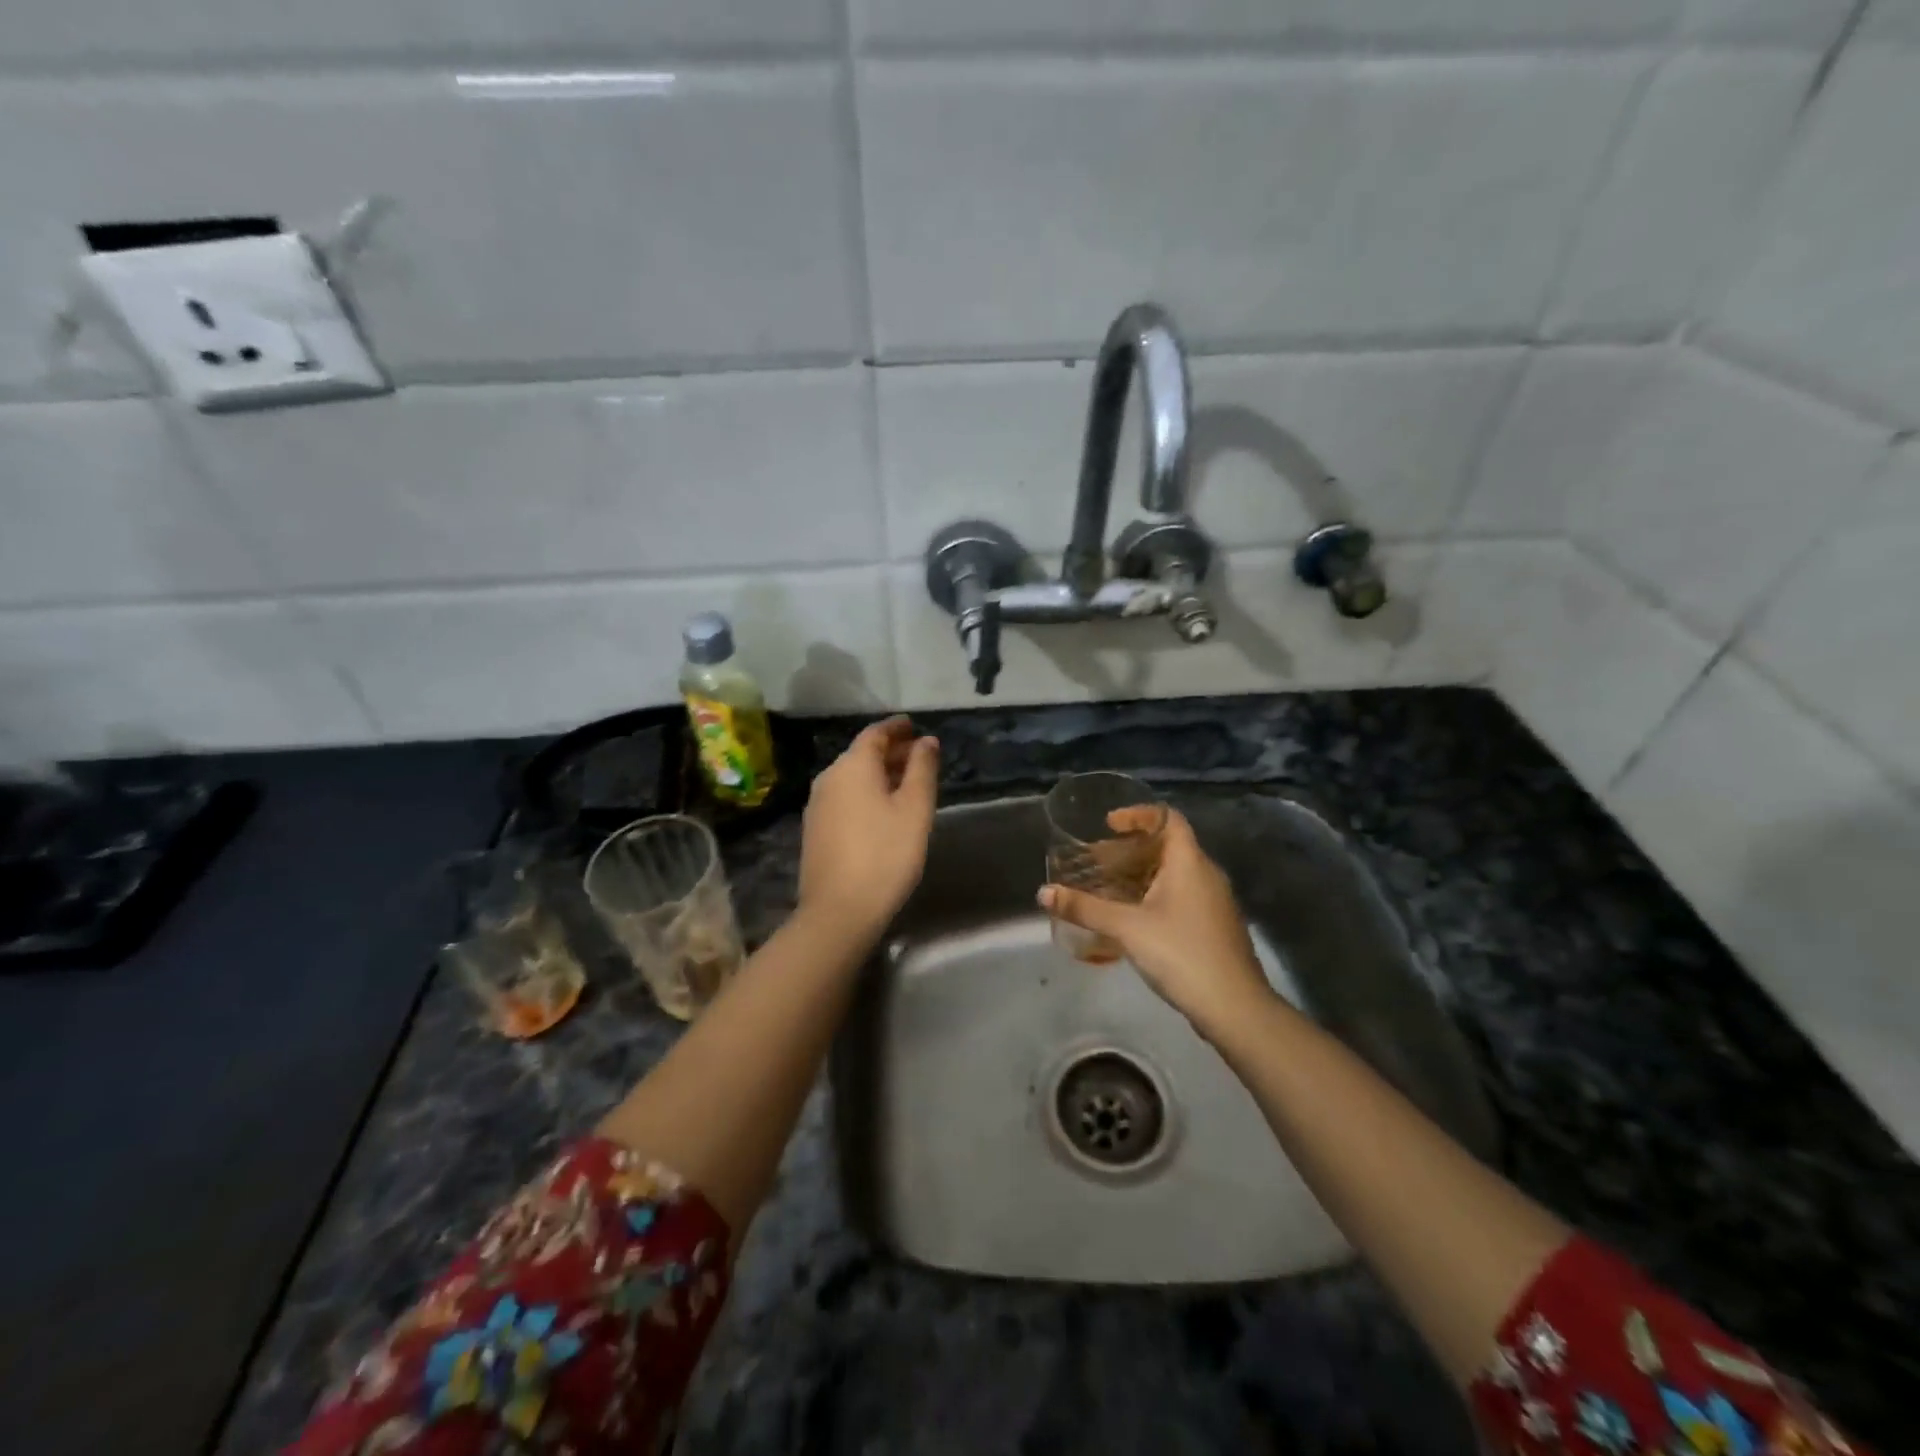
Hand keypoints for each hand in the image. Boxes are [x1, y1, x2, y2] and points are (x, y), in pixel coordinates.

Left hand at [797, 716, 938, 938]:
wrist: (839, 911)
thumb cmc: (885, 854)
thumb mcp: (915, 809)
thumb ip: (922, 769)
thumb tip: (927, 741)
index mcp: (852, 766)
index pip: (875, 733)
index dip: (897, 728)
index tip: (915, 727)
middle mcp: (828, 778)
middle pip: (861, 754)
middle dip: (891, 751)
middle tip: (919, 757)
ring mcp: (817, 805)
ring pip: (852, 777)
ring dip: (878, 774)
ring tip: (906, 784)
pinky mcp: (815, 829)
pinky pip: (843, 797)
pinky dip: (865, 793)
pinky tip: (882, 810)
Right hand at [1039, 808, 1273, 1038]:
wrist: (1234, 1007)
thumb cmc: (1181, 953)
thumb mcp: (1126, 928)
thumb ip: (1084, 908)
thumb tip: (1043, 893)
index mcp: (1189, 862)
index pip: (1168, 818)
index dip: (1138, 814)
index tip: (1108, 824)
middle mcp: (1206, 874)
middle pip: (1167, 846)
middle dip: (1130, 850)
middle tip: (1097, 861)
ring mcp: (1213, 902)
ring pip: (1173, 874)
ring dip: (1140, 875)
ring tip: (1107, 888)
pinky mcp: (1213, 926)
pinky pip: (1180, 896)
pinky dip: (1153, 895)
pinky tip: (1131, 918)